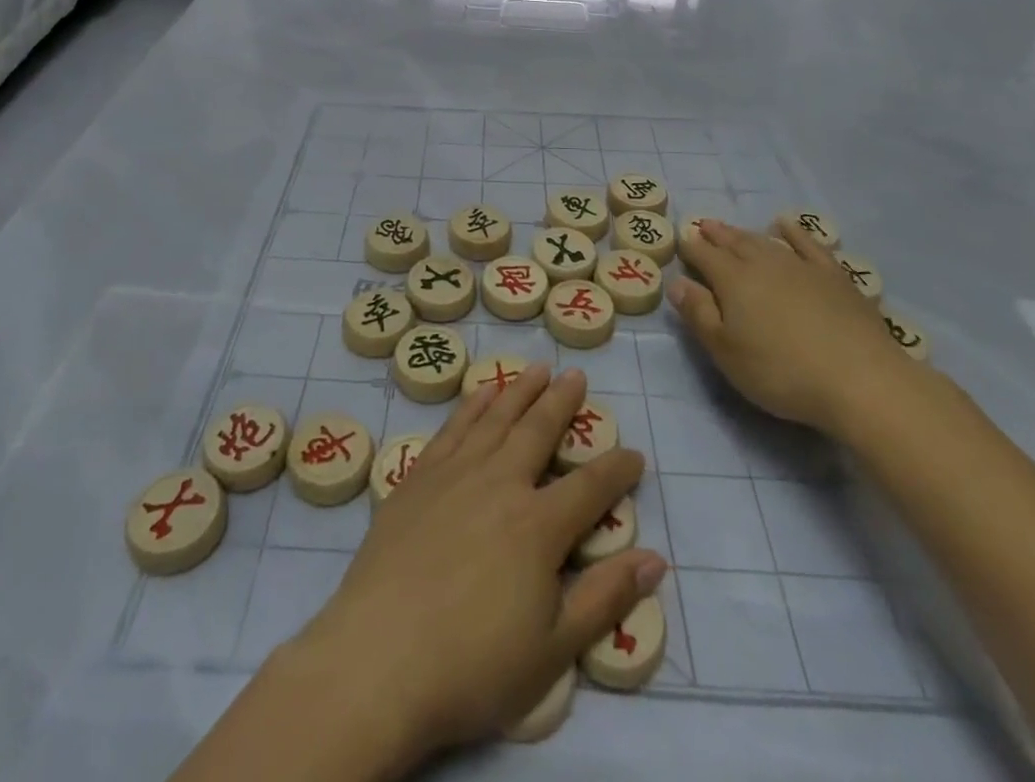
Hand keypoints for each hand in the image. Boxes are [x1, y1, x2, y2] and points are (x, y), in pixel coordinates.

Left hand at [281, 367, 665, 769]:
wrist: (379, 658)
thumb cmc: (472, 666)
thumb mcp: (553, 650)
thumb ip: (605, 598)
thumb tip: (655, 559)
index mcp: (539, 525)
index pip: (591, 487)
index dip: (617, 470)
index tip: (635, 455)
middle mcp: (500, 483)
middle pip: (538, 430)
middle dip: (561, 402)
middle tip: (575, 375)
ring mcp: (455, 474)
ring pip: (495, 418)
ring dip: (518, 390)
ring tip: (535, 368)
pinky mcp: (418, 477)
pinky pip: (452, 427)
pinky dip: (471, 405)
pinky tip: (480, 393)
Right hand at [671, 218, 910, 434]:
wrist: (861, 379)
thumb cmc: (781, 372)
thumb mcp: (726, 352)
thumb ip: (699, 314)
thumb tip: (677, 282)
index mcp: (733, 280)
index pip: (704, 256)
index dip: (690, 248)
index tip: (680, 241)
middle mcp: (764, 264)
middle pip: (734, 243)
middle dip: (716, 235)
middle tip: (703, 226)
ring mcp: (801, 266)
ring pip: (766, 241)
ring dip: (746, 234)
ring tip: (733, 229)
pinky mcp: (834, 276)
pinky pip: (808, 244)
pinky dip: (794, 232)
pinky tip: (787, 226)